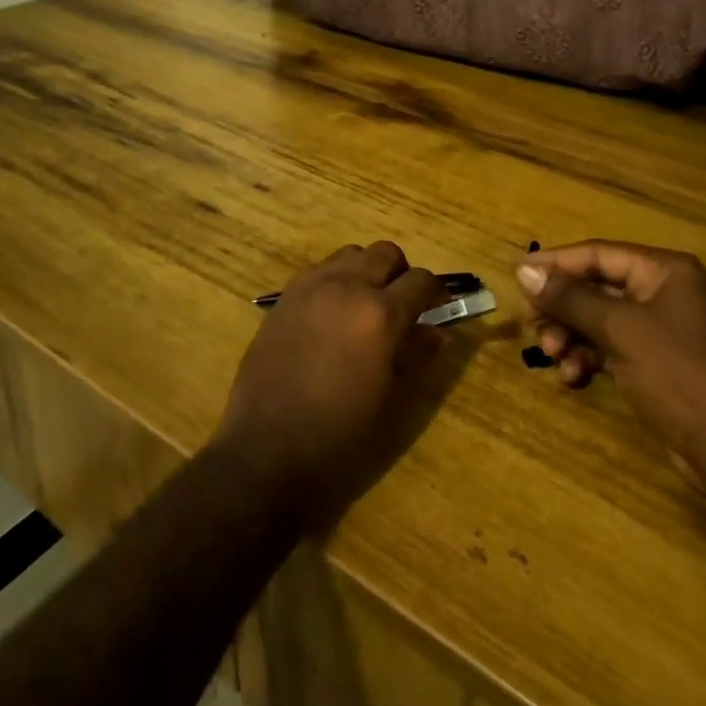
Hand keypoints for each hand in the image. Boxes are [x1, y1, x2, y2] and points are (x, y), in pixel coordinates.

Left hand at [213, 242, 445, 515]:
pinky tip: (332, 316)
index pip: (421, 280)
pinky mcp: (284, 297)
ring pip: (351, 255)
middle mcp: (346, 287)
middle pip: (385, 253)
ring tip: (364, 308)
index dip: (436, 293)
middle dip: (401, 274)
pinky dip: (335, 281)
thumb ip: (415, 356)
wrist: (266, 452)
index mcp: (379, 314)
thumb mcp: (390, 401)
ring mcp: (310, 287)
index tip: (439, 307)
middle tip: (402, 306)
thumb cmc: (338, 437)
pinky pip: (320, 270)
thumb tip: (436, 331)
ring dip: (366, 272)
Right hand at [515, 240, 705, 483]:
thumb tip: (524, 270)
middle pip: (594, 288)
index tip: (518, 277)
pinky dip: (588, 358)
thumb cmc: (679, 374)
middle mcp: (661, 292)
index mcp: (662, 271)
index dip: (556, 264)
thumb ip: (570, 298)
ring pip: (598, 320)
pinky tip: (574, 379)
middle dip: (562, 309)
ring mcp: (659, 330)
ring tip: (555, 358)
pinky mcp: (655, 364)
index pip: (598, 255)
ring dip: (571, 336)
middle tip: (533, 328)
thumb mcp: (620, 330)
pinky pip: (609, 348)